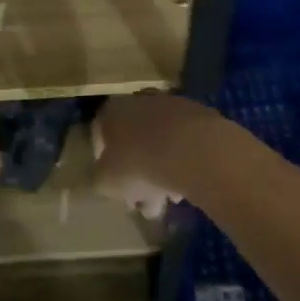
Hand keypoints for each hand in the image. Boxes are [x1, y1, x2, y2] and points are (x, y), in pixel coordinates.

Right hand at [91, 92, 214, 219]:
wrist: (193, 149)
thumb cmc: (139, 164)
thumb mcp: (107, 181)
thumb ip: (102, 179)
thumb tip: (108, 179)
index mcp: (112, 110)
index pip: (100, 134)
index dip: (104, 163)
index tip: (115, 188)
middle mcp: (139, 100)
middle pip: (133, 140)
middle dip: (138, 173)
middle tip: (144, 201)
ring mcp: (171, 105)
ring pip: (160, 143)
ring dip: (163, 171)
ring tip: (171, 200)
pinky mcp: (199, 115)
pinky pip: (184, 143)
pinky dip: (184, 163)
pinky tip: (189, 187)